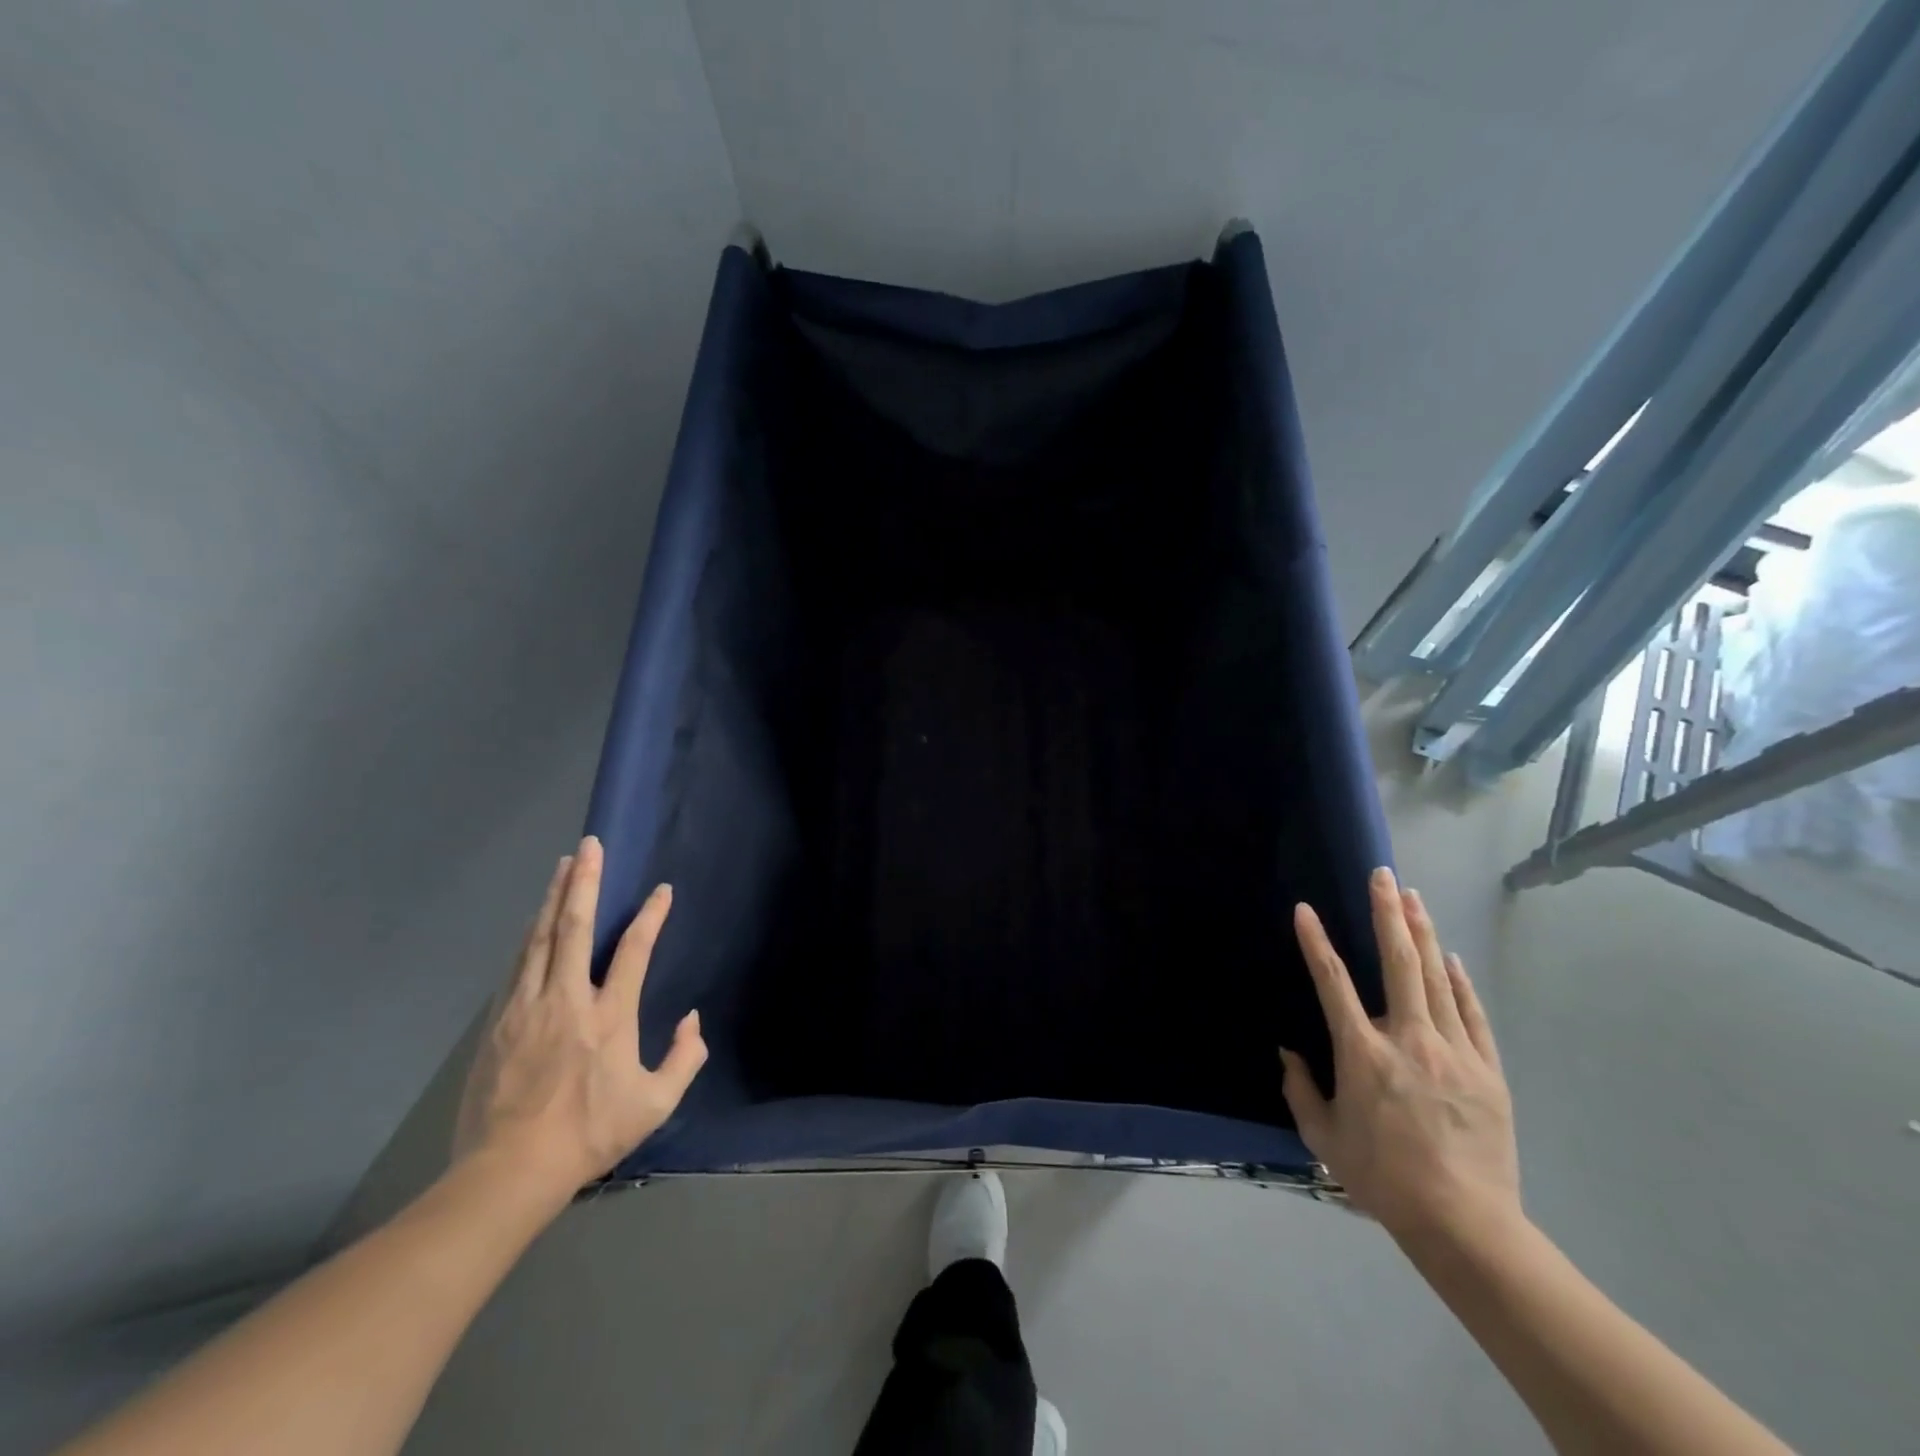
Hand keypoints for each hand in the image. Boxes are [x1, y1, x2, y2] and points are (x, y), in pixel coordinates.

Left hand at [452, 837, 707, 1202]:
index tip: (661, 890)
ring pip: (541, 938)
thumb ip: (685, 1059)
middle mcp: (568, 999)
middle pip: (576, 927)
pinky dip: (531, 934)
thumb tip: (693, 1021)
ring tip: (563, 866)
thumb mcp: (654, 1105)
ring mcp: (527, 1007)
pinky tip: (535, 919)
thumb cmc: (589, 1134)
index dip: (651, 915)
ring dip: (555, 897)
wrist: (508, 1171)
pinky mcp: (499, 1021)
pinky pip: (518, 964)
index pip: (635, 950)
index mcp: (610, 1016)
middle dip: (585, 882)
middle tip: (590, 846)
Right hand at [1280, 867, 1520, 1245]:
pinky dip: (1459, 981)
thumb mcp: (1324, 1138)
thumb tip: (1288, 1054)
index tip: (1305, 909)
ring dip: (1421, 933)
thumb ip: (1300, 1090)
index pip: (1332, 982)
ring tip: (1413, 896)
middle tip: (1383, 875)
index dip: (1316, 941)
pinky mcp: (1487, 1069)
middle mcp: (1407, 1038)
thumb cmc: (1383, 1179)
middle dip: (1387, 913)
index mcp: (1363, 1053)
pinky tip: (1449, 957)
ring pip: (1436, 977)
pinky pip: (1471, 1013)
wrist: (1466, 1224)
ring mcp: (1453, 1051)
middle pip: (1398, 962)